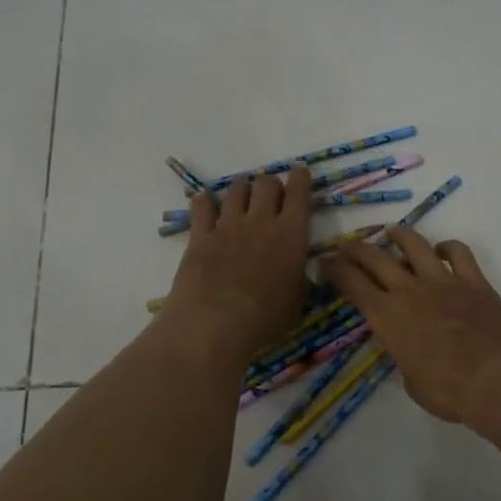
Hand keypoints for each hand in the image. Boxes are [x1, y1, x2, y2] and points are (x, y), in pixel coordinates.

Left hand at [160, 167, 312, 363]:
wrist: (215, 325)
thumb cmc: (265, 320)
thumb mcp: (297, 303)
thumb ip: (299, 278)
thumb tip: (300, 269)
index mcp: (291, 235)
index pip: (299, 193)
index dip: (301, 178)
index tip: (300, 174)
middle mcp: (261, 221)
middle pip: (266, 183)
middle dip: (271, 185)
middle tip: (270, 198)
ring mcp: (228, 226)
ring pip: (236, 189)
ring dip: (242, 190)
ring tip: (241, 199)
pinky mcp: (200, 236)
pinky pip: (202, 206)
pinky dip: (205, 202)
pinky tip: (205, 205)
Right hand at [319, 226, 500, 423]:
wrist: (498, 377)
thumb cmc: (449, 391)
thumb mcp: (411, 381)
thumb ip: (404, 356)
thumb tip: (410, 348)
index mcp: (387, 316)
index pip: (352, 284)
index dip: (335, 269)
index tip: (325, 261)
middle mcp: (409, 290)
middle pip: (375, 257)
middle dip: (355, 248)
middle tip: (346, 244)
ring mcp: (443, 280)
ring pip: (415, 245)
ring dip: (399, 235)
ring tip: (391, 231)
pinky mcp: (473, 280)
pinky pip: (458, 252)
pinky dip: (448, 247)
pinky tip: (442, 250)